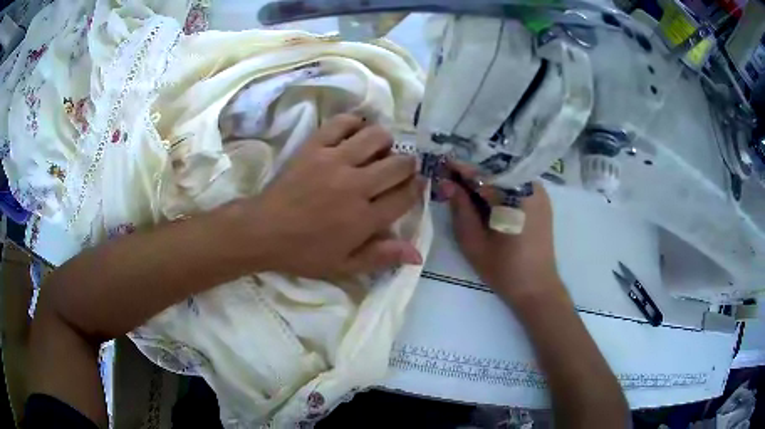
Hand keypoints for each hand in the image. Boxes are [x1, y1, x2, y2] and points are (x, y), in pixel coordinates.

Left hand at [238, 114, 423, 278]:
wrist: (263, 231)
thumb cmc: (303, 252)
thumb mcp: (344, 266)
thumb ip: (381, 257)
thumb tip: (417, 255)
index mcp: (364, 218)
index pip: (405, 196)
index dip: (417, 187)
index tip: (417, 182)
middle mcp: (356, 185)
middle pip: (398, 164)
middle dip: (408, 164)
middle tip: (400, 168)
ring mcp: (334, 161)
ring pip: (376, 137)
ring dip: (385, 141)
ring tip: (378, 149)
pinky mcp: (314, 146)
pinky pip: (342, 123)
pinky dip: (354, 123)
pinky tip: (355, 131)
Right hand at [439, 161, 560, 301]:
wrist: (537, 289)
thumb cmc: (504, 270)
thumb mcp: (474, 241)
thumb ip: (460, 209)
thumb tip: (446, 184)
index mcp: (515, 196)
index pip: (482, 173)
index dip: (459, 168)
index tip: (440, 163)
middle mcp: (531, 187)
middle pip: (496, 171)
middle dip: (472, 172)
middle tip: (448, 176)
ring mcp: (539, 193)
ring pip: (506, 176)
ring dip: (485, 179)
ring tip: (462, 185)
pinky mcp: (540, 202)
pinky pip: (516, 185)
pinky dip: (498, 187)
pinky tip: (483, 196)